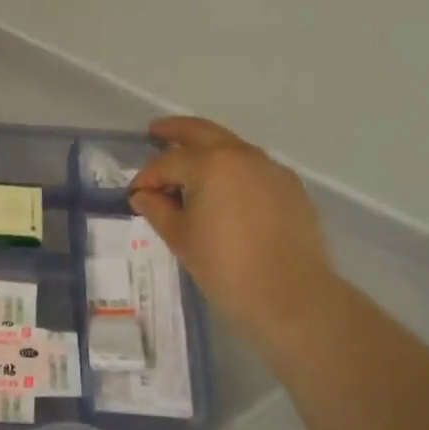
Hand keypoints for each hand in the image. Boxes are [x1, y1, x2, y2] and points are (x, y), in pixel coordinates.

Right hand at [128, 116, 341, 337]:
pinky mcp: (290, 187)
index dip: (147, 177)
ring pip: (230, 147)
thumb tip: (143, 195)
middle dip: (176, 131)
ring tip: (189, 163)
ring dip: (207, 149)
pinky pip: (252, 167)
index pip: (167, 162)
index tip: (135, 194)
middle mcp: (242, 155)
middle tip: (156, 131)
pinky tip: (224, 188)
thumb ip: (158, 209)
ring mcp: (270, 168)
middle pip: (202, 132)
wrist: (293, 298)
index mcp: (210, 164)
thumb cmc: (227, 268)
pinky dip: (232, 168)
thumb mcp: (181, 239)